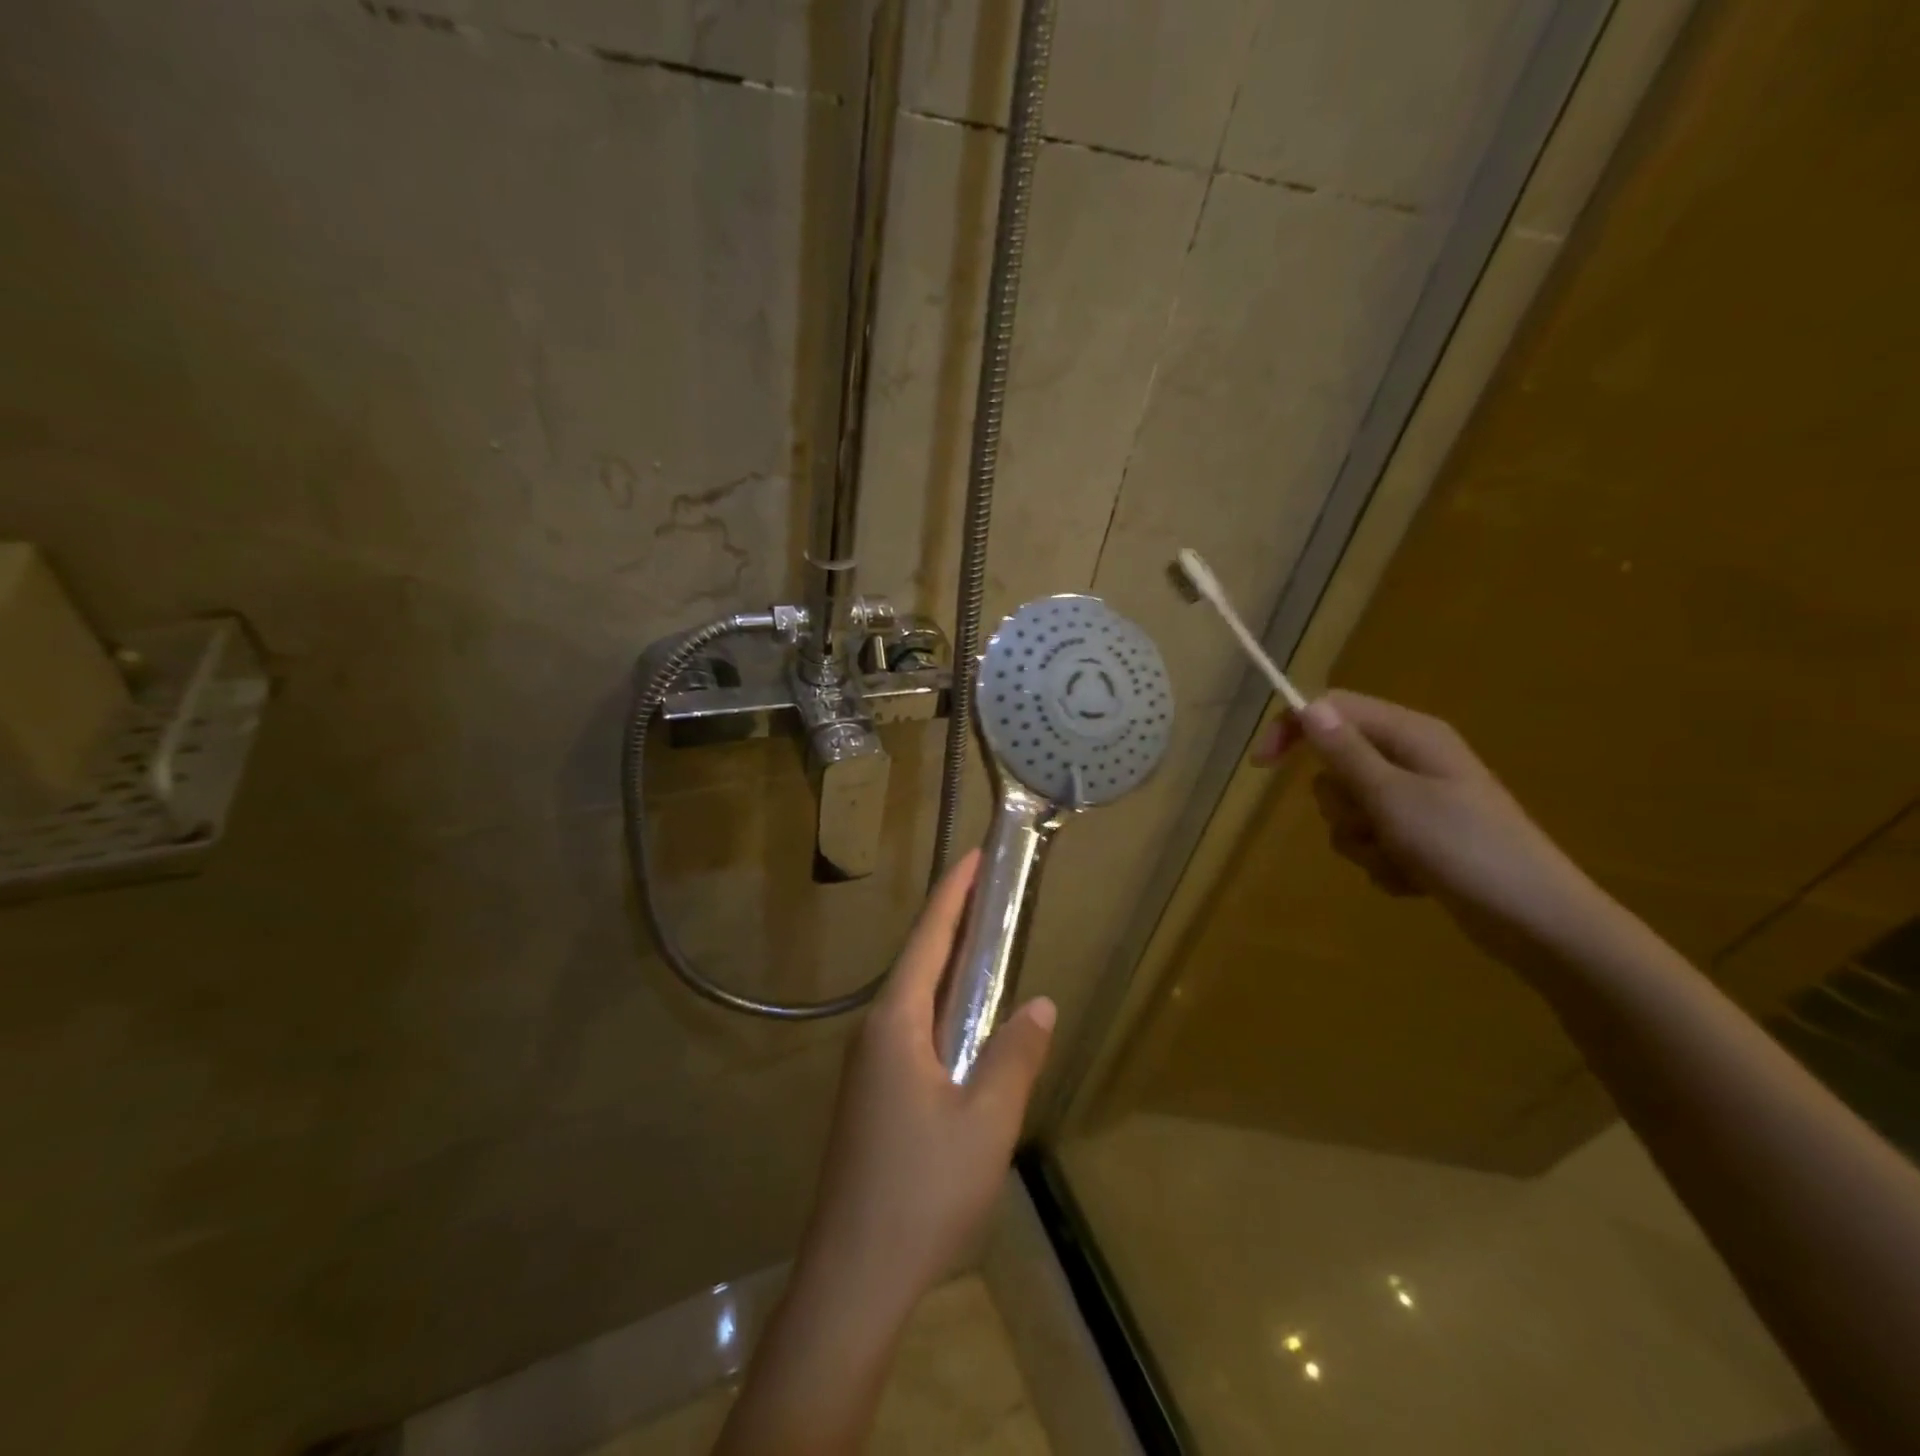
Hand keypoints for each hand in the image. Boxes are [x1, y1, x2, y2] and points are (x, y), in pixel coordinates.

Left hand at [798, 850, 1055, 1321]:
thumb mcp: (986, 1121)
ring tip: (983, 950)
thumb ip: (1014, 1056)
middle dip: (952, 924)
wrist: (852, 1278)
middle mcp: (874, 1033)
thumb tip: (1039, 1004)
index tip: (973, 856)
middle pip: (917, 963)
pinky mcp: (870, 1099)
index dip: (953, 895)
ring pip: (912, 1001)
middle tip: (990, 894)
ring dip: (946, 969)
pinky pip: (910, 1033)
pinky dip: (940, 1010)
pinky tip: (962, 1030)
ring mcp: (867, 1068)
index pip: (929, 939)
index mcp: (895, 1023)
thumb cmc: (922, 1191)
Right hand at [1254, 690, 1616, 975]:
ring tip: (1399, 857)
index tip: (1262, 768)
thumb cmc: (1465, 848)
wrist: (1537, 921)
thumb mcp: (1393, 796)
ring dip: (1362, 841)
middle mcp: (1412, 761)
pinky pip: (1372, 842)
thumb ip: (1346, 752)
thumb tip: (1308, 705)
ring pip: (1350, 810)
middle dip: (1341, 803)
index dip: (1293, 731)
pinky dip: (1382, 863)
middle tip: (1373, 821)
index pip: (1334, 710)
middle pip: (1337, 766)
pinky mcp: (1422, 840)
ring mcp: (1418, 803)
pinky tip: (1414, 878)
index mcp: (1411, 736)